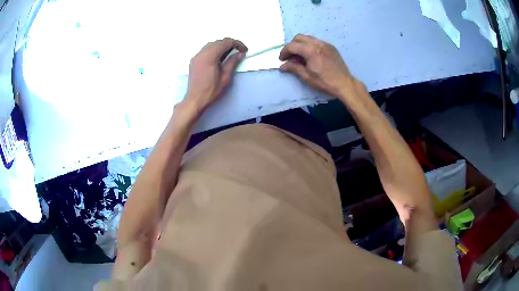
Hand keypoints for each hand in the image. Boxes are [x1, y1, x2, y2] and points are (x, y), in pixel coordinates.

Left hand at [185, 38, 247, 113]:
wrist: (195, 100)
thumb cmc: (211, 91)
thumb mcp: (225, 77)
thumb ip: (232, 63)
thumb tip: (240, 54)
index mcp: (210, 56)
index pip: (226, 42)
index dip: (237, 44)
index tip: (244, 50)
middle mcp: (202, 53)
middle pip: (218, 42)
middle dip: (230, 44)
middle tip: (239, 52)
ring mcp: (196, 56)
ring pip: (211, 45)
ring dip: (221, 46)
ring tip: (230, 54)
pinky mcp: (194, 61)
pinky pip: (205, 50)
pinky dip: (214, 50)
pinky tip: (219, 58)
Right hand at [279, 34, 355, 97]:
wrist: (344, 84)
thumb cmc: (325, 82)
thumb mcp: (307, 76)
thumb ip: (293, 68)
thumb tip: (282, 66)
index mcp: (311, 50)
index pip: (292, 46)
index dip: (284, 52)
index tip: (282, 60)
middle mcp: (318, 43)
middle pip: (299, 37)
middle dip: (291, 45)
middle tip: (290, 56)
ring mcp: (325, 44)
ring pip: (308, 38)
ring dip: (300, 44)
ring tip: (300, 56)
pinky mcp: (331, 47)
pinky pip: (316, 41)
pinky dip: (310, 45)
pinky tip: (311, 56)